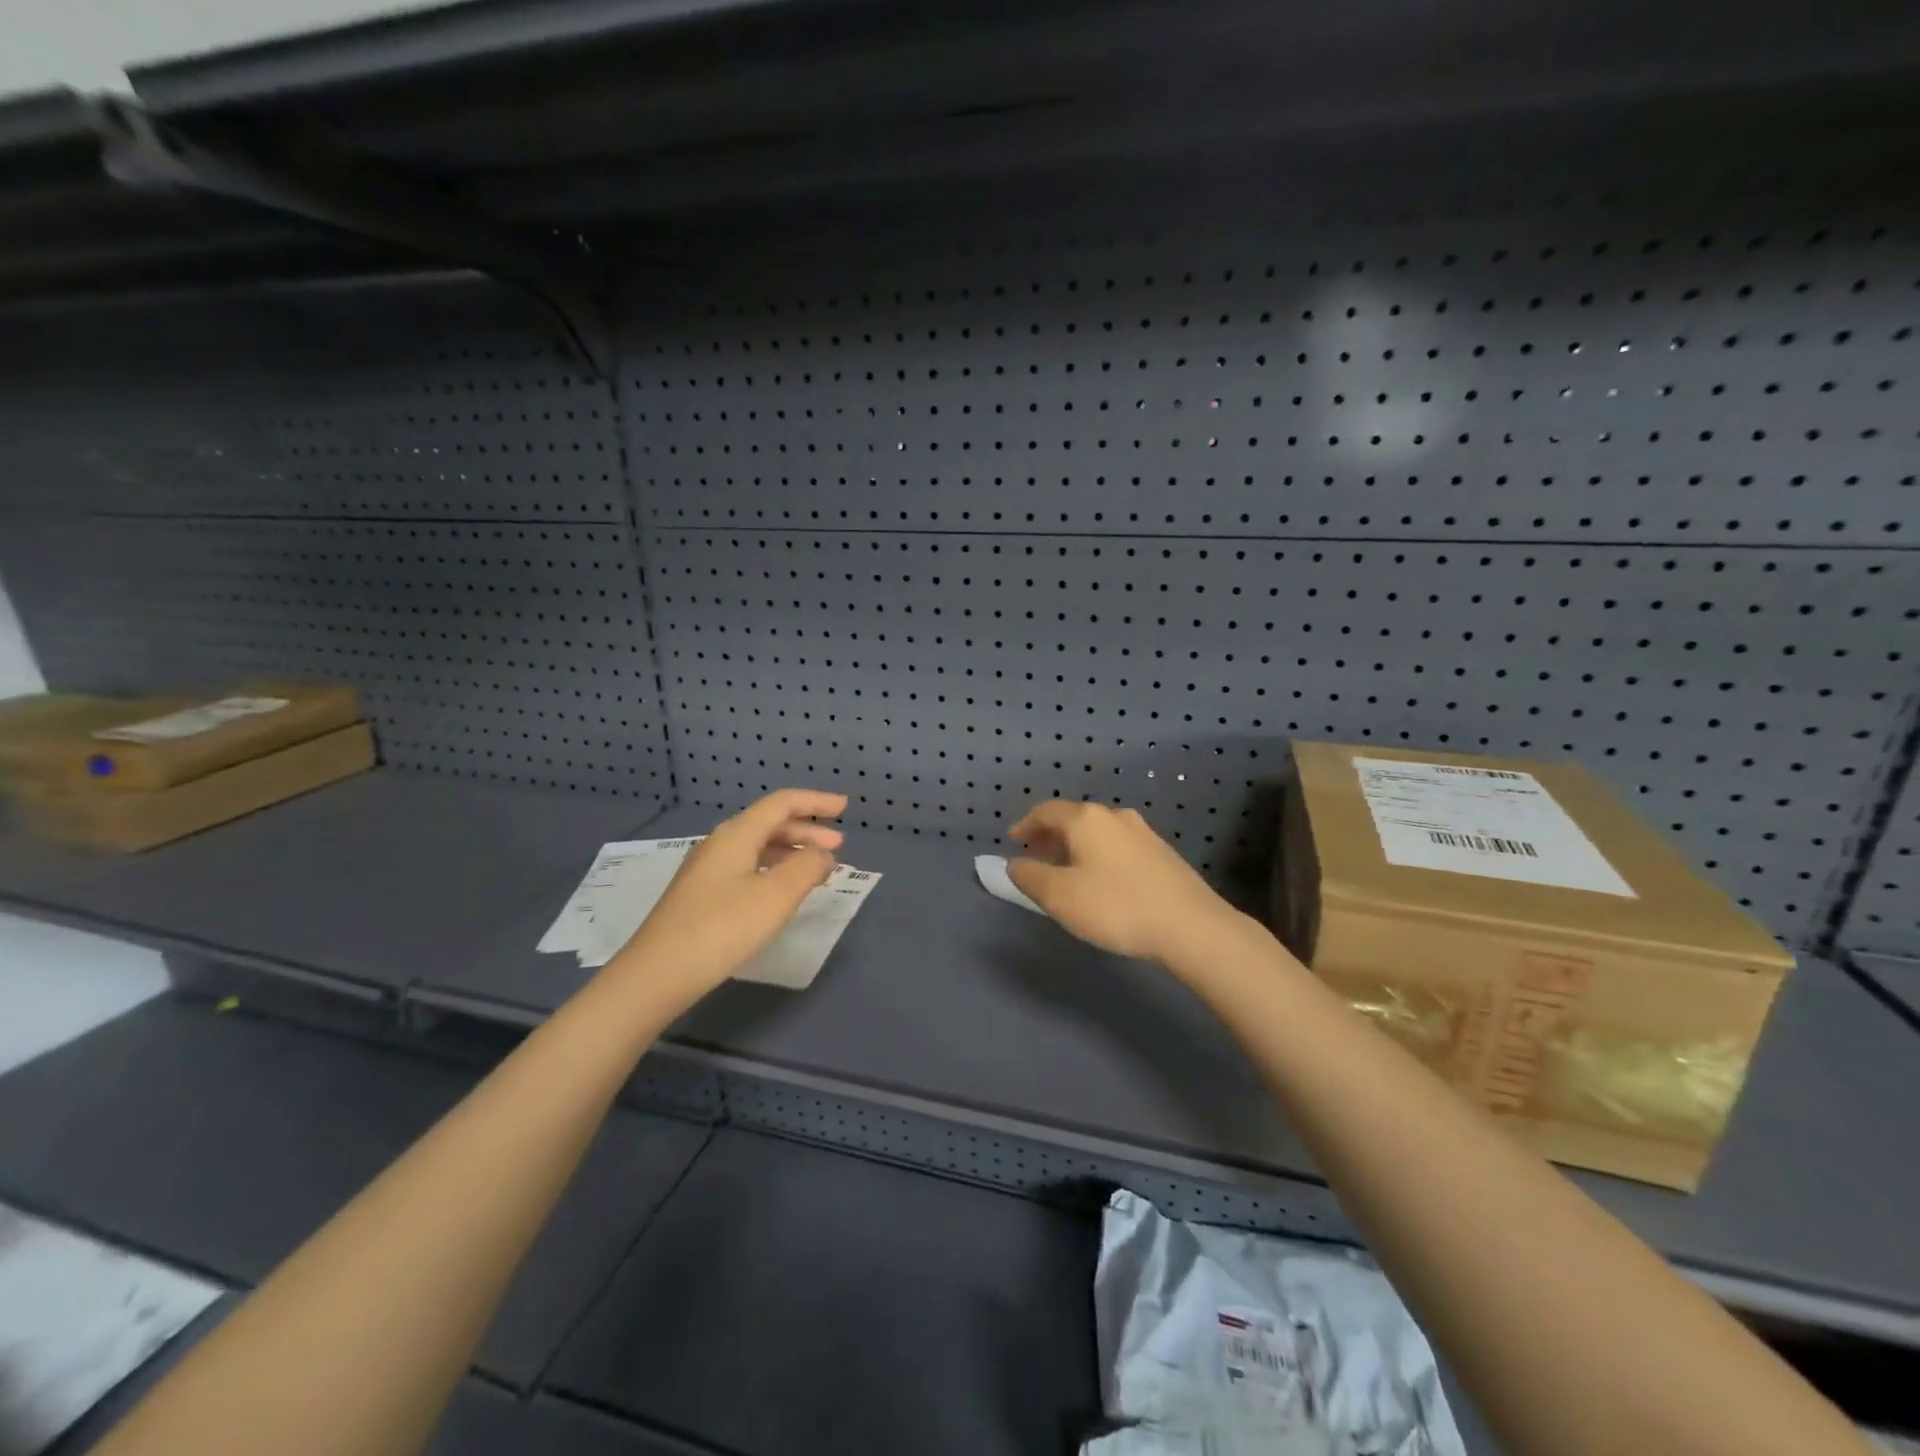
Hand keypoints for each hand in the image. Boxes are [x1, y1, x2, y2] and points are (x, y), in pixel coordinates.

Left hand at [613, 789, 846, 995]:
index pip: (782, 804)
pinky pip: (747, 868)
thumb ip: (806, 868)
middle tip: (839, 847)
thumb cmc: (721, 929)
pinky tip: (781, 892)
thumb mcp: (774, 897)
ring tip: (817, 870)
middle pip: (769, 824)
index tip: (845, 807)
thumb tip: (823, 854)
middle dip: (807, 831)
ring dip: (791, 852)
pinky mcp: (701, 896)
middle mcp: (719, 844)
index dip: (816, 802)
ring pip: (758, 848)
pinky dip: (774, 870)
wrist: (655, 975)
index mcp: (736, 835)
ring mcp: (707, 871)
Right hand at [1006, 800, 1243, 964]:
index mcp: (1086, 819)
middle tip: (1036, 856)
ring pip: (1098, 832)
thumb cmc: (1116, 906)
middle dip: (1050, 836)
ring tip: (1066, 871)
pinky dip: (1099, 855)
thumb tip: (1015, 863)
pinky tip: (1102, 880)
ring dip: (1076, 846)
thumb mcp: (1060, 896)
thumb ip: (1030, 876)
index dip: (1025, 824)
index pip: (1046, 811)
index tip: (1013, 841)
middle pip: (1073, 818)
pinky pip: (1118, 845)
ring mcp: (1143, 832)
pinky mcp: (1162, 853)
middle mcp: (1115, 816)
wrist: (1190, 926)